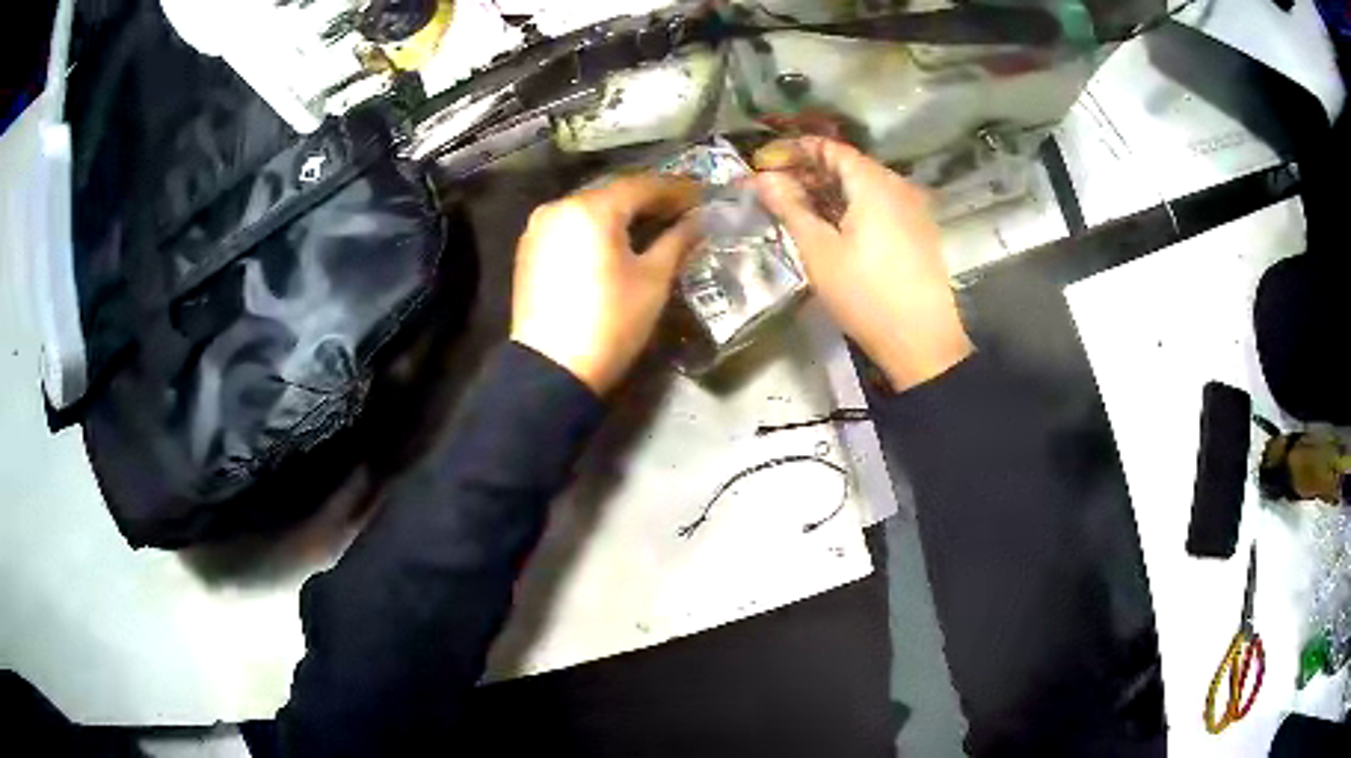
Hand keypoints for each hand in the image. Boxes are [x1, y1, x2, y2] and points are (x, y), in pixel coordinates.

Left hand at [511, 174, 701, 395]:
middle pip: (614, 194)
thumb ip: (678, 241)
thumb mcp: (653, 280)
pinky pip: (571, 227)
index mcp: (591, 208)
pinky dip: (597, 230)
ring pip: (591, 210)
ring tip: (655, 226)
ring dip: (623, 215)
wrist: (551, 369)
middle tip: (683, 210)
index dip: (677, 190)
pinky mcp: (529, 250)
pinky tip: (618, 242)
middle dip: (650, 201)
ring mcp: (539, 228)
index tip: (703, 196)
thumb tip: (699, 221)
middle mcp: (559, 206)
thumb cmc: (610, 322)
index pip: (643, 186)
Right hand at [752, 137, 972, 391]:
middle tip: (778, 186)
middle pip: (851, 165)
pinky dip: (854, 205)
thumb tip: (763, 178)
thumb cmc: (866, 295)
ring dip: (832, 190)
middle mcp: (899, 187)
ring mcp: (914, 210)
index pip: (832, 148)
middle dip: (812, 170)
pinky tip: (837, 226)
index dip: (796, 150)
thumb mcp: (819, 251)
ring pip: (867, 186)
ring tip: (801, 207)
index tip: (766, 161)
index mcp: (875, 184)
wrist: (922, 342)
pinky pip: (882, 204)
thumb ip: (791, 208)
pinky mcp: (920, 232)